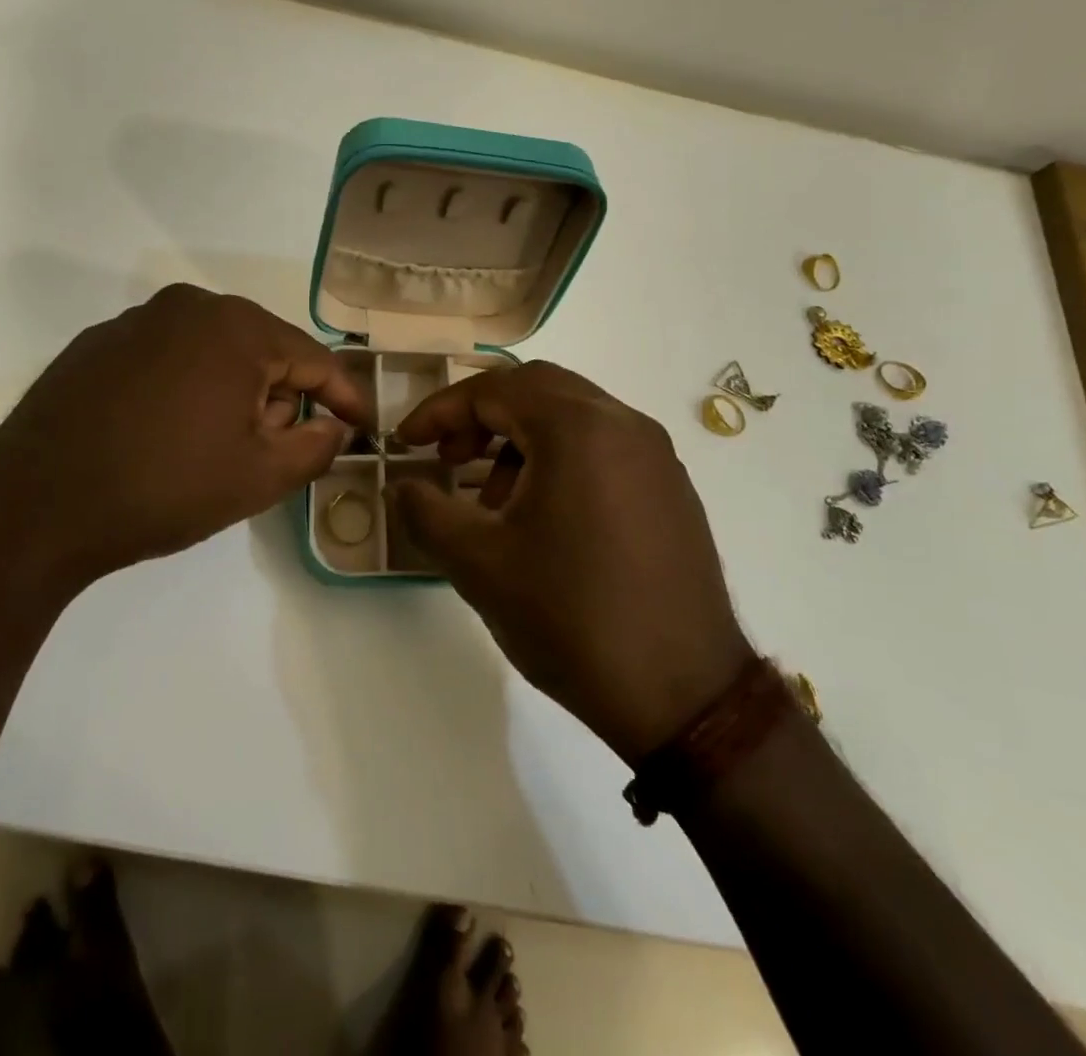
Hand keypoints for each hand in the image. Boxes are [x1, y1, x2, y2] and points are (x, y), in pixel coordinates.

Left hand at [0, 284, 367, 607]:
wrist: (33, 507)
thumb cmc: (164, 487)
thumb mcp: (259, 477)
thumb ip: (316, 447)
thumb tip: (332, 426)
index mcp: (236, 327)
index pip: (314, 358)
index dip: (344, 397)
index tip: (362, 428)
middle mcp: (188, 307)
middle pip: (263, 350)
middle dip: (281, 398)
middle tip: (277, 452)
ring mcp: (135, 321)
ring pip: (213, 353)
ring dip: (233, 394)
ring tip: (217, 449)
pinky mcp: (96, 345)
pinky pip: (167, 359)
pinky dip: (186, 390)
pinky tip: (167, 435)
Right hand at [391, 362, 750, 765]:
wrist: (684, 696)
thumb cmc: (570, 618)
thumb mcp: (478, 564)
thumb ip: (426, 512)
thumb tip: (401, 485)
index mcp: (577, 428)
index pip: (493, 391)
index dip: (440, 411)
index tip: (406, 443)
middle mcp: (623, 424)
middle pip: (536, 389)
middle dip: (481, 416)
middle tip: (448, 458)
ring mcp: (656, 455)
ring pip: (572, 416)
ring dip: (521, 439)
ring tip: (493, 500)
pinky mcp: (672, 489)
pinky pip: (604, 446)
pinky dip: (560, 458)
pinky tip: (544, 518)